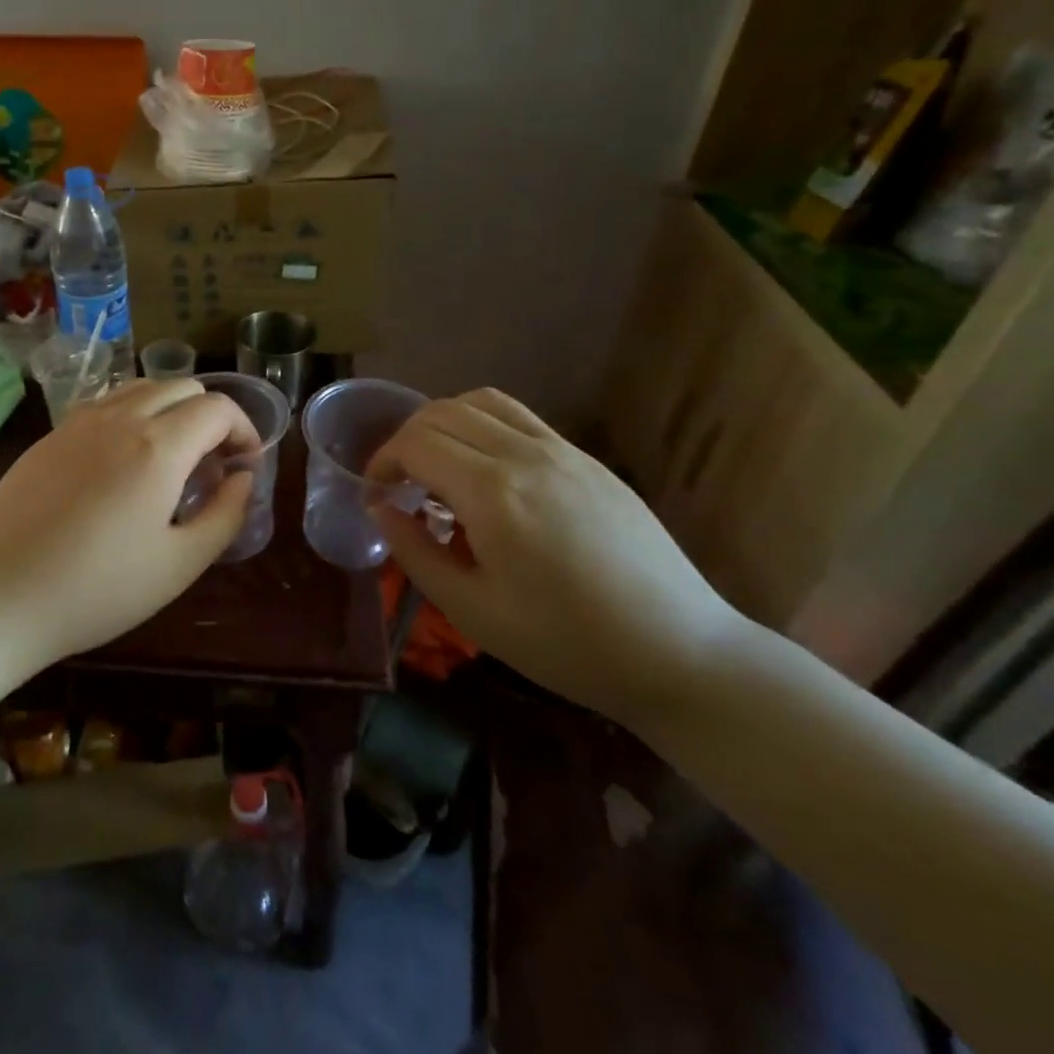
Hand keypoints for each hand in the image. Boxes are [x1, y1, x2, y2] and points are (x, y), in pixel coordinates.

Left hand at [0, 379, 255, 662]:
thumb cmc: (97, 590)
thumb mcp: (180, 565)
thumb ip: (225, 515)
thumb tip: (243, 478)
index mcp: (158, 446)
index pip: (218, 408)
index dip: (244, 430)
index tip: (245, 466)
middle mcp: (119, 417)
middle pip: (182, 387)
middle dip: (211, 417)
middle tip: (212, 466)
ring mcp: (78, 422)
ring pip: (141, 388)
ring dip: (171, 411)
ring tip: (170, 461)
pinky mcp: (49, 437)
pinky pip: (105, 405)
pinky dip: (132, 417)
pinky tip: (123, 465)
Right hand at [368, 389, 748, 729]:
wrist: (678, 652)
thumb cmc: (565, 643)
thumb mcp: (472, 610)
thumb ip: (415, 551)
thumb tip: (380, 508)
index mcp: (493, 494)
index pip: (416, 443)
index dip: (382, 462)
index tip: (375, 496)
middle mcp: (525, 455)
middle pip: (442, 412)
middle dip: (405, 440)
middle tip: (398, 483)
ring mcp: (562, 451)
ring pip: (481, 402)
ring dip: (443, 423)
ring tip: (436, 465)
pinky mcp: (587, 459)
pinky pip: (520, 417)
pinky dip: (483, 425)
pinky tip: (484, 470)